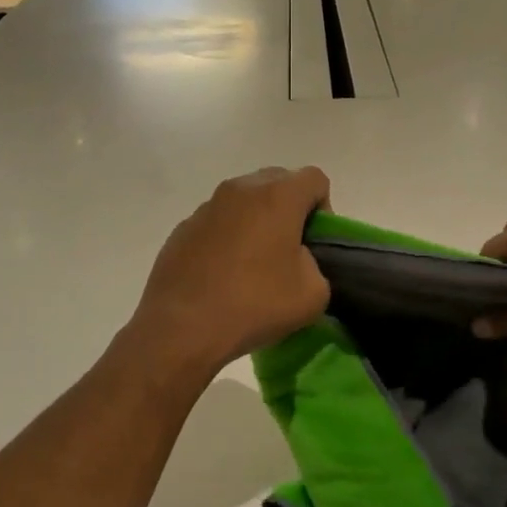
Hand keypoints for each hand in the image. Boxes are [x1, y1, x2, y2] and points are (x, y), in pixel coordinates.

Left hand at [130, 167, 331, 376]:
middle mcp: (240, 190)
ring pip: (244, 201)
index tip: (315, 244)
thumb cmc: (255, 304)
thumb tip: (297, 260)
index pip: (314, 179)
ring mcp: (206, 207)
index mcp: (277, 196)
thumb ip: (316, 265)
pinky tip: (222, 276)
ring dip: (256, 222)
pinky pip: (217, 223)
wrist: (183, 328)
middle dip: (289, 210)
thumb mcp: (313, 294)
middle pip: (277, 182)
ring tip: (252, 266)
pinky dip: (227, 238)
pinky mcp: (182, 229)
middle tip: (288, 251)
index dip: (324, 209)